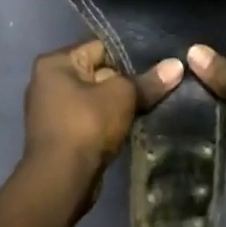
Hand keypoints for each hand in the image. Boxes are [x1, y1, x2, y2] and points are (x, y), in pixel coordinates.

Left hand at [21, 39, 182, 184]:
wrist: (61, 179)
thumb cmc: (86, 125)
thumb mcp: (122, 96)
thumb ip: (148, 81)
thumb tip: (177, 66)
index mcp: (55, 63)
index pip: (101, 47)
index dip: (131, 55)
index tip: (160, 63)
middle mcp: (48, 81)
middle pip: (99, 73)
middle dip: (128, 82)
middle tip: (161, 85)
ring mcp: (52, 110)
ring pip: (97, 99)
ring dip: (120, 106)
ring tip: (153, 105)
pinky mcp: (61, 135)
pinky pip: (92, 120)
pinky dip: (110, 123)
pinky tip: (135, 125)